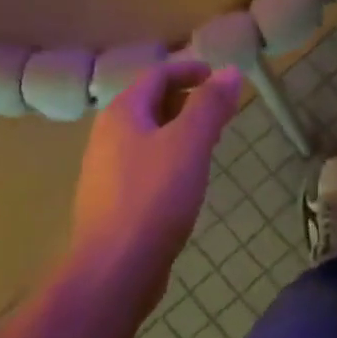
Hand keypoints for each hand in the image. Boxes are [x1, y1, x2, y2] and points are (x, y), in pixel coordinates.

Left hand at [71, 59, 240, 307]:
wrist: (115, 268)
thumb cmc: (154, 198)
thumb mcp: (189, 144)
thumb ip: (209, 106)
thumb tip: (230, 72)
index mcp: (122, 114)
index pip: (156, 75)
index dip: (189, 69)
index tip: (219, 76)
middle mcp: (107, 136)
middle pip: (149, 103)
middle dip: (186, 99)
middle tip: (221, 110)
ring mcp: (107, 170)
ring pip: (147, 136)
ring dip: (178, 130)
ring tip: (209, 141)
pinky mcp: (113, 200)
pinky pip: (145, 164)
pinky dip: (169, 157)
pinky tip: (187, 178)